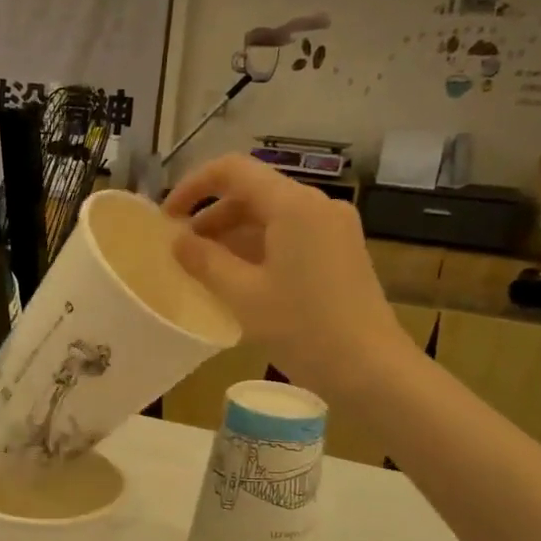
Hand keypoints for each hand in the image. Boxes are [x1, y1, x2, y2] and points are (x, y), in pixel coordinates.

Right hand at [164, 154, 412, 398]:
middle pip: (253, 191)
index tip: (167, 216)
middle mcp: (317, 205)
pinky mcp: (341, 251)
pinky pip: (290, 234)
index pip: (233, 170)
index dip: (193, 186)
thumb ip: (204, 261)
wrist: (372, 370)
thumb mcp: (243, 295)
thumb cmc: (303, 329)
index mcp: (293, 205)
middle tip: (181, 249)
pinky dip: (258, 246)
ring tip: (204, 267)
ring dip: (233, 233)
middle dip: (211, 215)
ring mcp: (334, 228)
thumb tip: (177, 240)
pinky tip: (240, 279)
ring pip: (272, 214)